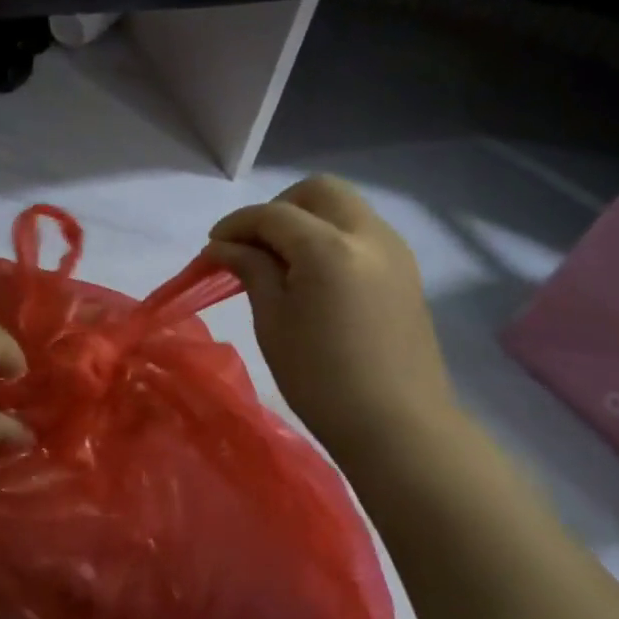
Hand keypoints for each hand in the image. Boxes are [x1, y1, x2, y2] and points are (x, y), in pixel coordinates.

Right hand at [207, 175, 457, 449]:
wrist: (398, 427)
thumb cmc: (321, 379)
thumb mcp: (273, 321)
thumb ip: (250, 269)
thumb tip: (224, 245)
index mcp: (330, 248)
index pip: (274, 214)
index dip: (237, 224)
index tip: (212, 246)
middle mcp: (369, 235)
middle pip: (319, 191)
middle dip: (279, 207)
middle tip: (254, 244)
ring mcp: (394, 251)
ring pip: (345, 208)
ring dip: (308, 219)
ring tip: (282, 260)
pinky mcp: (406, 272)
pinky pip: (363, 232)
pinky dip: (332, 236)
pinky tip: (315, 275)